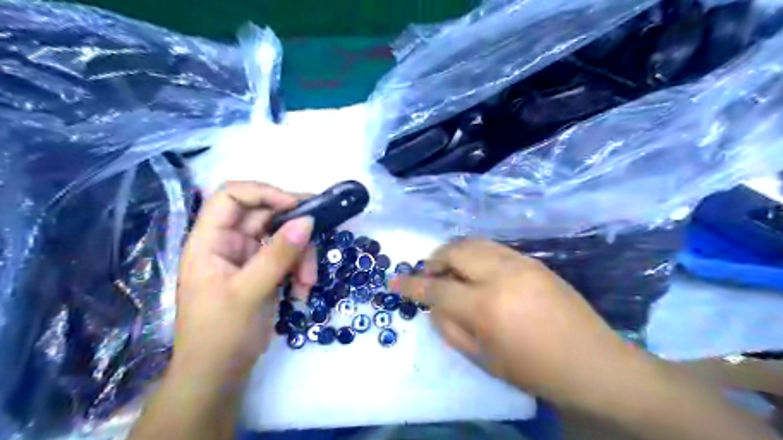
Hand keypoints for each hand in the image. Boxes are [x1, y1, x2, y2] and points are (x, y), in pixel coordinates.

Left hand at [173, 182, 315, 385]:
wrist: (220, 375)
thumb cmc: (221, 334)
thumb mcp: (250, 292)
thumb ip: (278, 255)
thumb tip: (308, 220)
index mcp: (209, 240)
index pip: (231, 196)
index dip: (263, 193)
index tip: (296, 206)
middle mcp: (229, 242)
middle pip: (266, 215)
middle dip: (294, 230)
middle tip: (319, 232)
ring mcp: (249, 257)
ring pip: (283, 237)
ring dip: (302, 256)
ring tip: (307, 283)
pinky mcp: (265, 271)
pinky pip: (289, 257)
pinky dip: (300, 270)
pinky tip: (302, 292)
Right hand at [395, 240, 651, 410]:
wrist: (592, 362)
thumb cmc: (534, 369)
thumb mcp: (483, 359)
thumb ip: (450, 328)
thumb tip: (434, 305)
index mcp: (486, 306)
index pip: (436, 288)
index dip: (411, 284)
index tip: (394, 281)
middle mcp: (500, 275)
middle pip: (454, 251)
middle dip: (434, 260)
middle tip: (429, 274)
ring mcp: (520, 263)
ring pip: (474, 242)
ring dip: (454, 252)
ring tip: (449, 268)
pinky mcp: (533, 260)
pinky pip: (493, 247)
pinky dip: (475, 252)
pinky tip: (476, 269)